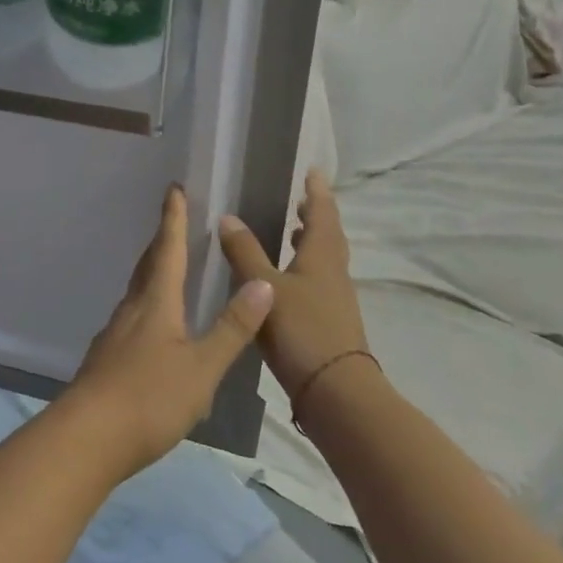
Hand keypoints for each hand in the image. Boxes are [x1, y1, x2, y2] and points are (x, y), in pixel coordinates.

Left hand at [64, 185, 274, 477]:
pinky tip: (153, 327)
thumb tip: (262, 283)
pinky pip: (131, 318)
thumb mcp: (201, 368)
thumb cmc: (149, 398)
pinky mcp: (106, 359)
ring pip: (137, 292)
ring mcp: (114, 335)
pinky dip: (146, 305)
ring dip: (153, 272)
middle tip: (173, 221)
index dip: (173, 219)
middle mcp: (132, 310)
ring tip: (168, 268)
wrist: (86, 438)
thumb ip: (232, 328)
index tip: (174, 189)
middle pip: (147, 266)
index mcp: (156, 303)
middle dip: (162, 241)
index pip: (168, 250)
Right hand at [218, 170, 369, 400]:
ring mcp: (334, 298)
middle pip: (327, 235)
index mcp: (322, 256)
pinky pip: (318, 281)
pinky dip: (304, 269)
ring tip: (290, 234)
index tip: (313, 171)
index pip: (322, 213)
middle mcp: (333, 272)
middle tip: (299, 200)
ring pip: (324, 260)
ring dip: (310, 242)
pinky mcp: (329, 321)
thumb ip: (245, 252)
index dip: (317, 191)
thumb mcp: (266, 287)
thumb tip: (227, 217)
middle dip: (314, 215)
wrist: (336, 391)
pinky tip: (283, 281)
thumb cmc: (302, 330)